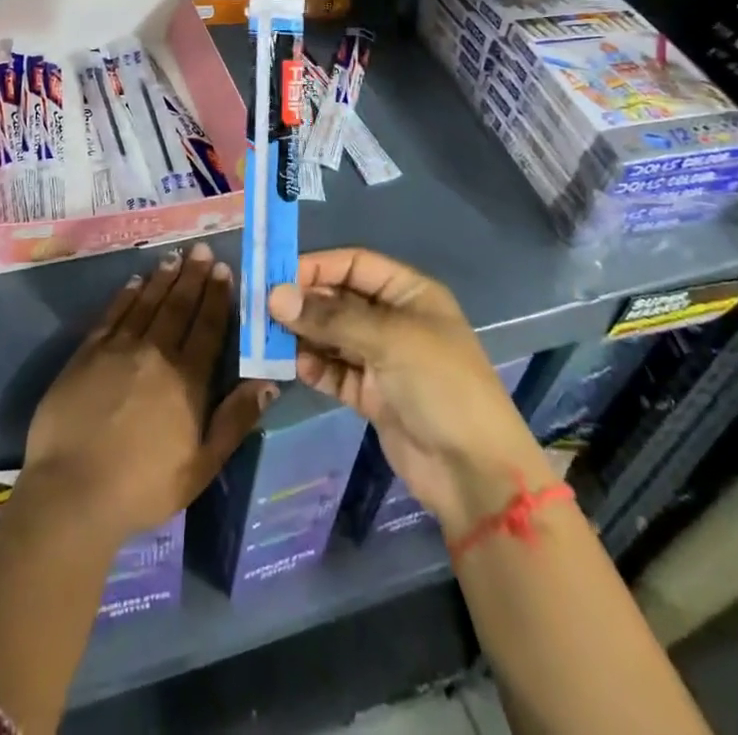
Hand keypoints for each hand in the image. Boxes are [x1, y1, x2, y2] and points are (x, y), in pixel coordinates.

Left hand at [23, 243, 276, 541]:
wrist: (72, 492)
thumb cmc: (144, 486)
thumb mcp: (202, 465)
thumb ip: (235, 420)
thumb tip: (268, 383)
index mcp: (187, 379)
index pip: (207, 327)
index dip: (216, 297)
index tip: (223, 270)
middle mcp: (155, 353)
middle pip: (178, 306)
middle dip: (192, 276)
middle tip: (201, 249)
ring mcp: (118, 349)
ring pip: (147, 303)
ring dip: (162, 279)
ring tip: (174, 257)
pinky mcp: (87, 353)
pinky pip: (113, 314)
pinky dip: (126, 295)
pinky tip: (135, 282)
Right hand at [267, 248, 554, 539]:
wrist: (474, 473)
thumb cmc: (440, 385)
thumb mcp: (389, 340)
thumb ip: (330, 317)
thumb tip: (275, 296)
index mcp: (409, 293)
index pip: (354, 264)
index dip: (317, 267)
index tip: (276, 276)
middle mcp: (394, 319)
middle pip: (339, 299)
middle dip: (304, 303)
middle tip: (263, 310)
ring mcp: (382, 358)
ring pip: (332, 335)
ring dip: (304, 335)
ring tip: (270, 338)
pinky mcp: (372, 394)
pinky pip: (335, 370)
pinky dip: (315, 366)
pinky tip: (296, 367)